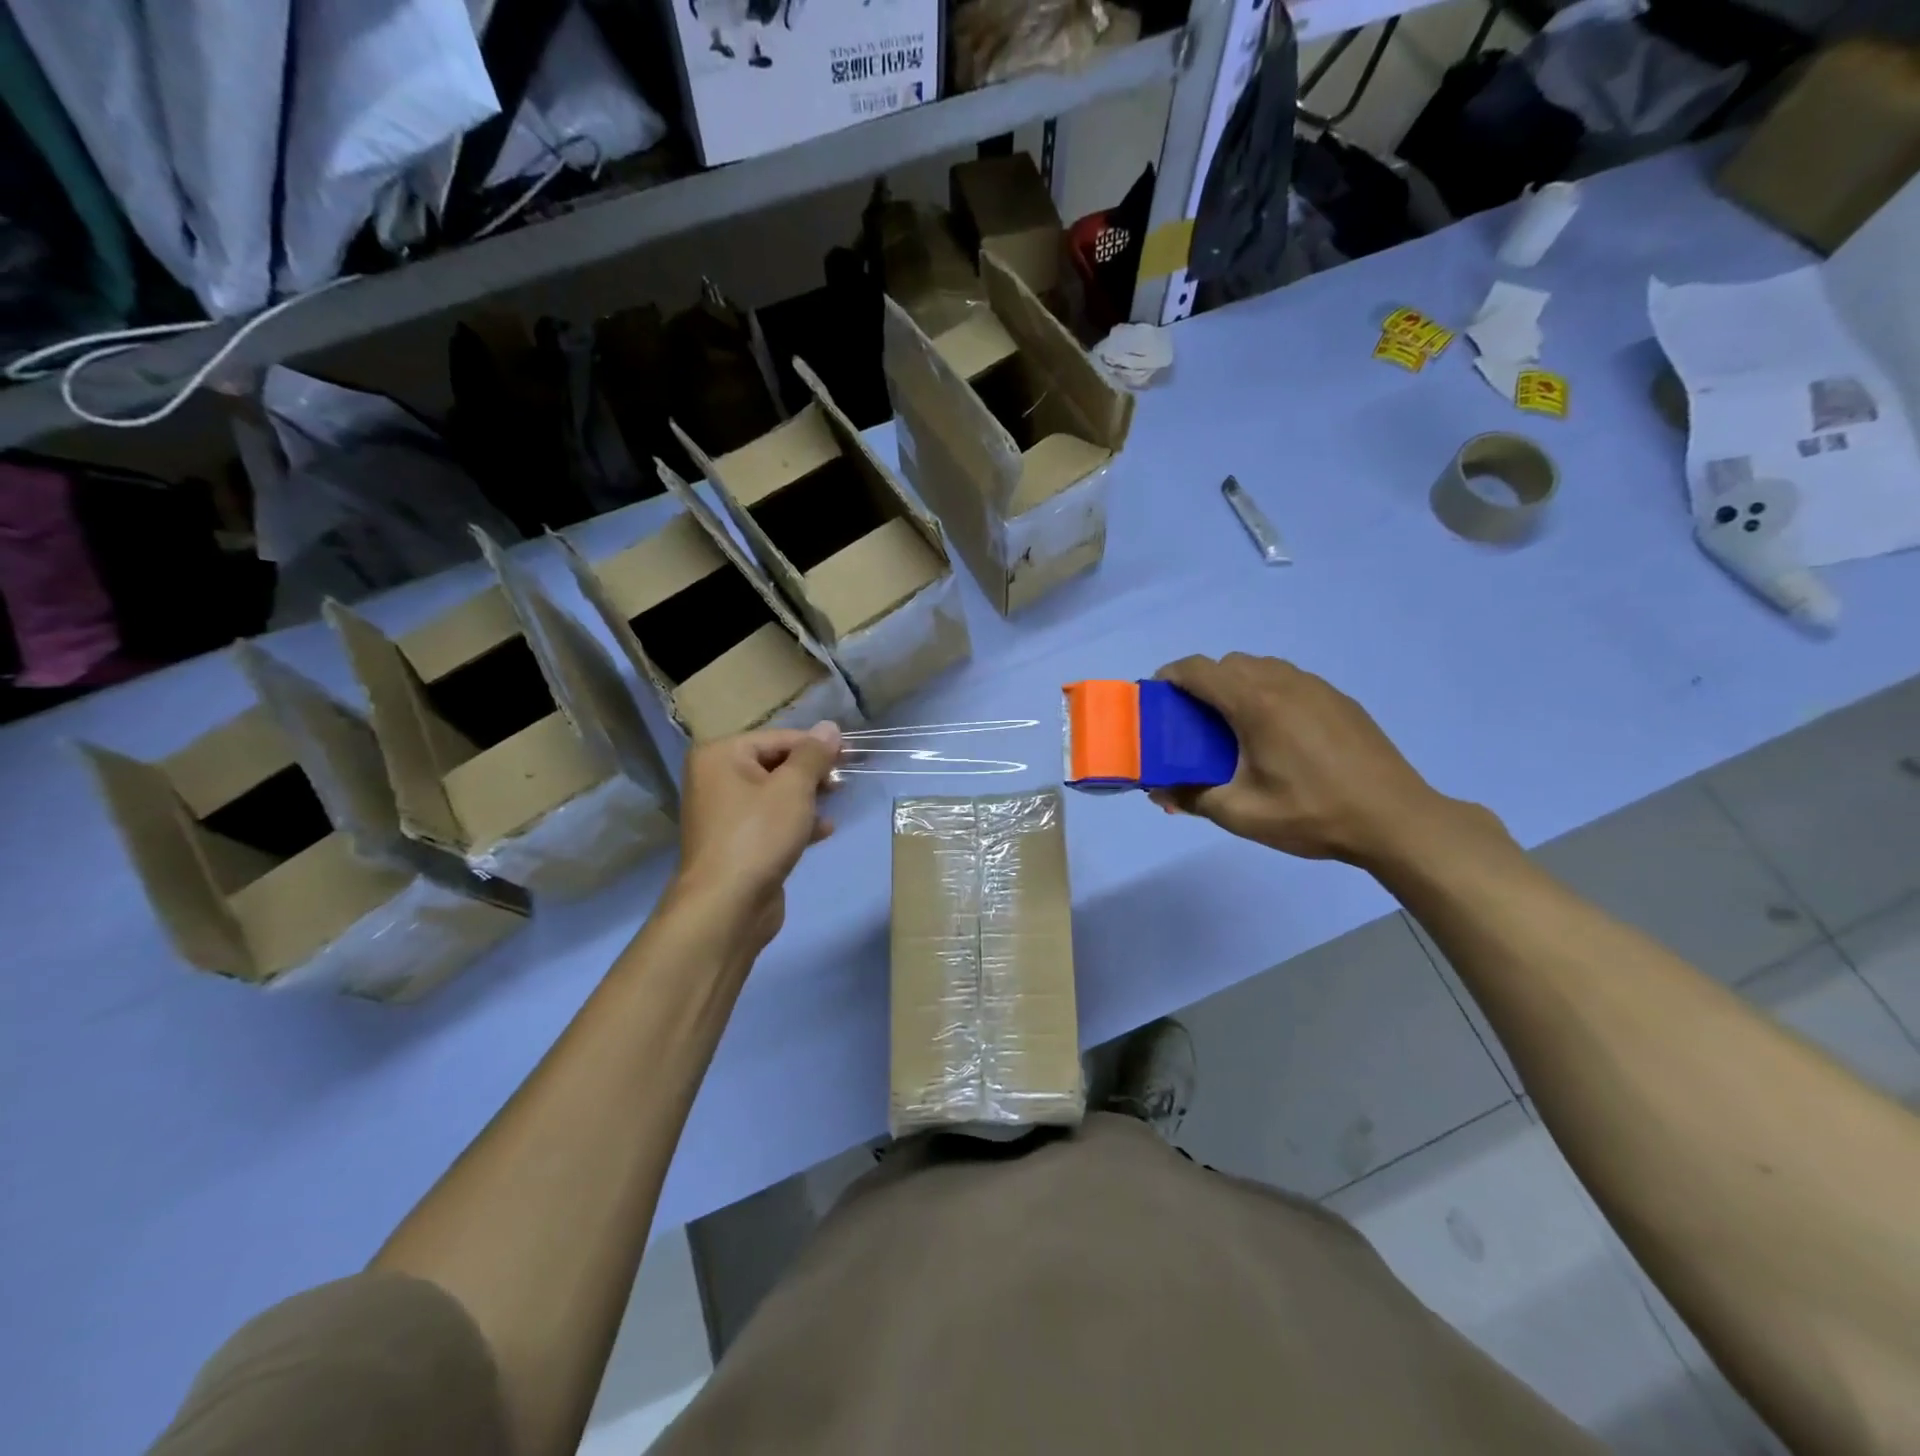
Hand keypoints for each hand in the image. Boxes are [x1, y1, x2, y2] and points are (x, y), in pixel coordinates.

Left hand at [667, 723, 841, 955]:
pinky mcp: (737, 843)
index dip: (817, 745)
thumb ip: (813, 755)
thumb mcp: (793, 788)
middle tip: (845, 781)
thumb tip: (830, 727)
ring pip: (775, 794)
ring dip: (807, 797)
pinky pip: (771, 822)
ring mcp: (724, 814)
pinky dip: (796, 822)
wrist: (726, 906)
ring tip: (837, 802)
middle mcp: (716, 779)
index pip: (778, 738)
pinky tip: (824, 830)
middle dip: (812, 772)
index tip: (852, 755)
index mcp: (720, 755)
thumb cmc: (758, 835)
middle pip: (775, 764)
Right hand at [1151, 654, 1464, 866]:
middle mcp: (1283, 682)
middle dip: (1202, 684)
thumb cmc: (1312, 814)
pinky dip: (1267, 694)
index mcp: (1255, 702)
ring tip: (1234, 728)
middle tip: (1193, 723)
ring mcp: (1316, 687)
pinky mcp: (1338, 699)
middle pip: (1228, 664)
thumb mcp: (1242, 814)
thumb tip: (1159, 791)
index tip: (1156, 699)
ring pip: (1261, 668)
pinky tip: (1276, 736)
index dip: (1170, 677)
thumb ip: (1192, 797)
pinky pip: (1288, 681)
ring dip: (1236, 686)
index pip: (1198, 669)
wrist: (1395, 819)